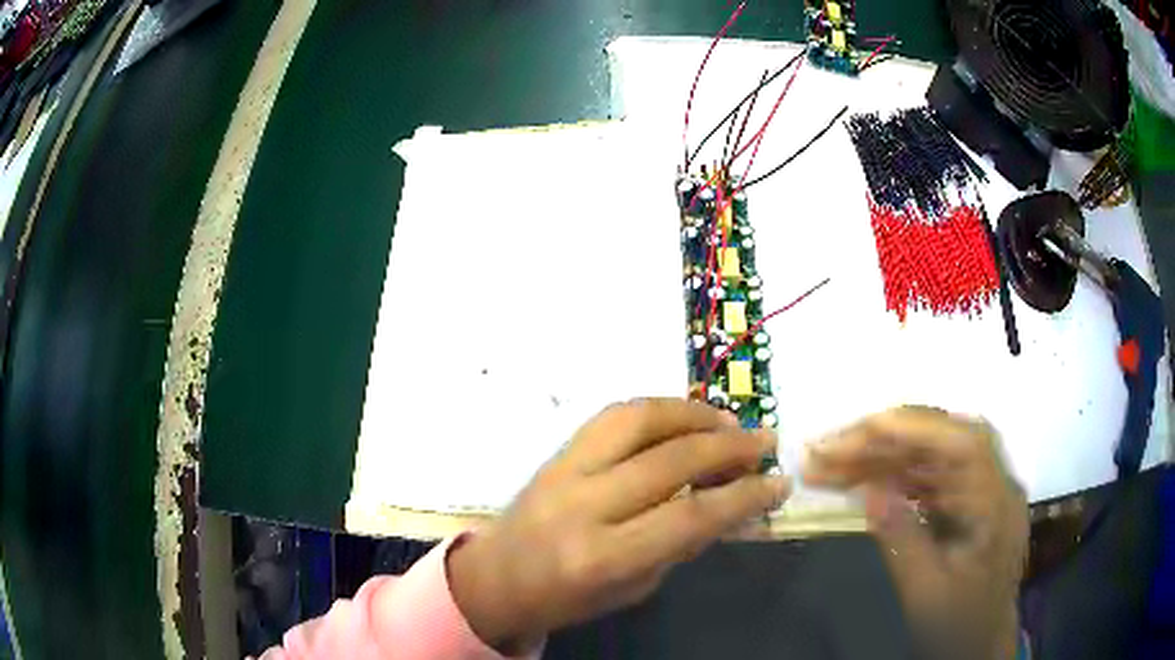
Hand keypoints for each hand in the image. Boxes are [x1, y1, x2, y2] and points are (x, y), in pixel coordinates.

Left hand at [448, 398, 788, 652]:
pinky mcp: (556, 451)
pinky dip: (658, 409)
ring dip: (693, 415)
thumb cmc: (569, 597)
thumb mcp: (634, 588)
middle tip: (765, 441)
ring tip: (729, 422)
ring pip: (639, 421)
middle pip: (670, 461)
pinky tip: (685, 416)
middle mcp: (583, 506)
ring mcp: (564, 470)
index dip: (744, 496)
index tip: (779, 484)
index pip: (690, 517)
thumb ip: (682, 544)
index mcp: (604, 558)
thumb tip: (733, 502)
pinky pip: (613, 415)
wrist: (497, 578)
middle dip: (729, 447)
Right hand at [804, 406, 1028, 659]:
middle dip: (882, 441)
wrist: (982, 644)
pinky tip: (865, 483)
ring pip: (931, 455)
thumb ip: (903, 541)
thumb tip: (870, 490)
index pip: (958, 444)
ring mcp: (982, 489)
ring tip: (830, 468)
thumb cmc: (958, 626)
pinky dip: (894, 475)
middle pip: (941, 439)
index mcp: (996, 504)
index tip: (853, 437)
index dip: (908, 429)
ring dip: (880, 457)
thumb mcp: (926, 595)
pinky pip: (930, 475)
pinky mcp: (967, 499)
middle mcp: (994, 483)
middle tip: (824, 454)